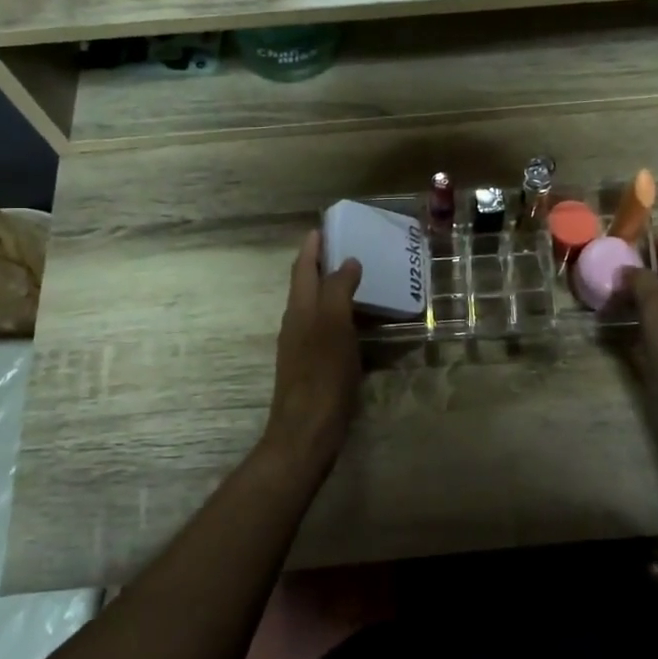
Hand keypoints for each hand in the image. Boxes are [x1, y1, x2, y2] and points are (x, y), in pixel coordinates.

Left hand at [262, 232, 362, 467]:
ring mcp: (303, 347)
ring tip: (360, 281)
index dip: (312, 246)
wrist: (306, 432)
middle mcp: (297, 322)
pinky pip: (328, 330)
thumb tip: (347, 262)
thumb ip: (338, 289)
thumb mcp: (333, 325)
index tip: (323, 226)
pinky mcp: (314, 367)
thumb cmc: (322, 374)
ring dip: (333, 290)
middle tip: (349, 249)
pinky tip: (360, 325)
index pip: (303, 267)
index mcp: (300, 308)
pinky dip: (342, 317)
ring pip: (317, 308)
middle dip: (323, 265)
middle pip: (308, 285)